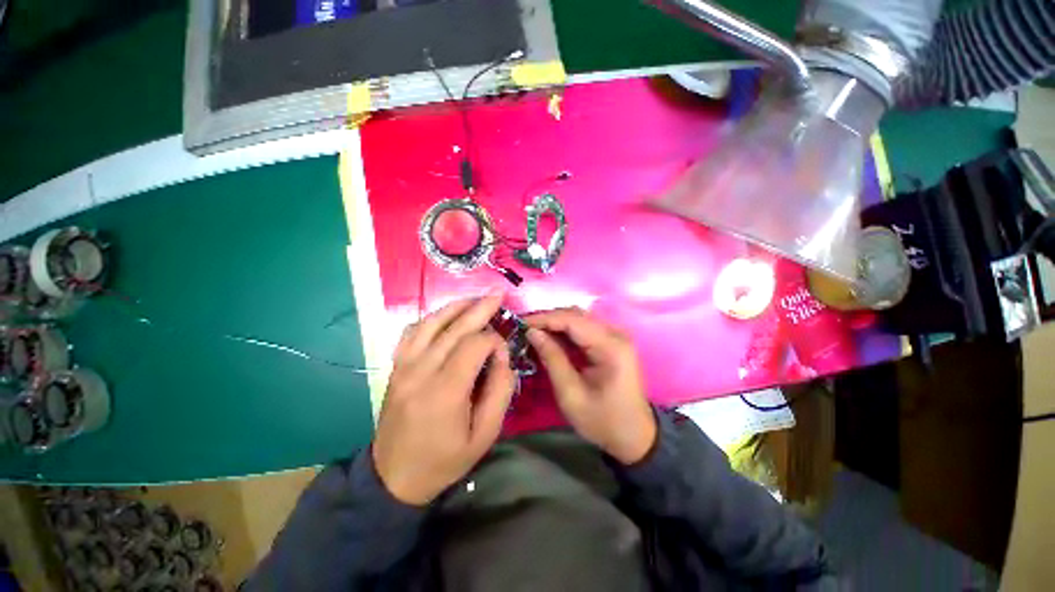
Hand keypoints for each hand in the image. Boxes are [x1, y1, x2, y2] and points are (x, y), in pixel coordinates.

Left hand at [372, 295, 515, 504]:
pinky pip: (412, 331)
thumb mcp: (484, 434)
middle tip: (498, 293)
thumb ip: (500, 391)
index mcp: (446, 391)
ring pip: (431, 323)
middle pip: (454, 328)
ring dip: (456, 307)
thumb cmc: (445, 459)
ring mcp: (404, 366)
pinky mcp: (396, 366)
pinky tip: (445, 315)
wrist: (394, 477)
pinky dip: (431, 318)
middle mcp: (421, 371)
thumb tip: (503, 356)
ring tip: (475, 298)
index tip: (504, 350)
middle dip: (480, 308)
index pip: (474, 345)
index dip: (494, 340)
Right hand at [525, 309, 656, 464]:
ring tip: (533, 331)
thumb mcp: (571, 394)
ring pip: (579, 318)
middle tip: (524, 328)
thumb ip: (552, 359)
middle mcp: (616, 334)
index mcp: (610, 347)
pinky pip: (584, 327)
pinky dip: (565, 330)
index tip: (520, 323)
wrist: (634, 435)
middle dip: (548, 318)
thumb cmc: (603, 420)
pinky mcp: (612, 341)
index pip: (573, 320)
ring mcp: (616, 336)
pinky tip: (550, 337)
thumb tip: (532, 332)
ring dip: (555, 322)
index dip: (544, 318)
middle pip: (576, 314)